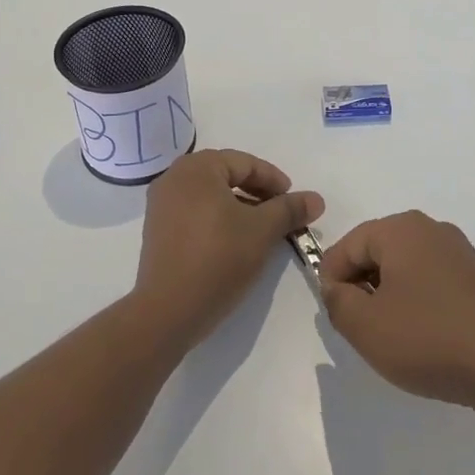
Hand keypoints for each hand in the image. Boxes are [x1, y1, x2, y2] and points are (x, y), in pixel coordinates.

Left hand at [134, 149, 323, 350]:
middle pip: (226, 175)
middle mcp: (174, 178)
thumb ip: (290, 209)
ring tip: (261, 229)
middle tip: (280, 212)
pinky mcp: (157, 230)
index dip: (274, 180)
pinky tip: (234, 241)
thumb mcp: (262, 231)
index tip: (293, 201)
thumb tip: (317, 199)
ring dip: (239, 206)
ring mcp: (161, 205)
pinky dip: (218, 218)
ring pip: (210, 195)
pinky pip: (194, 212)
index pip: (244, 163)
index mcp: (197, 168)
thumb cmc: (218, 259)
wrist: (168, 311)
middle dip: (257, 192)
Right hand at [319, 212, 474, 420]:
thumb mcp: (366, 326)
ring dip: (389, 300)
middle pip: (376, 253)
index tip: (337, 318)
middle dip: (361, 289)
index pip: (347, 245)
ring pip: (404, 270)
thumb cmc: (430, 339)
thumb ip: (337, 301)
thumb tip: (337, 288)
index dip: (332, 281)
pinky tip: (425, 341)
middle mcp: (431, 230)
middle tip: (362, 331)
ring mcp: (459, 253)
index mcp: (402, 229)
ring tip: (394, 340)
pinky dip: (418, 306)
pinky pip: (432, 283)